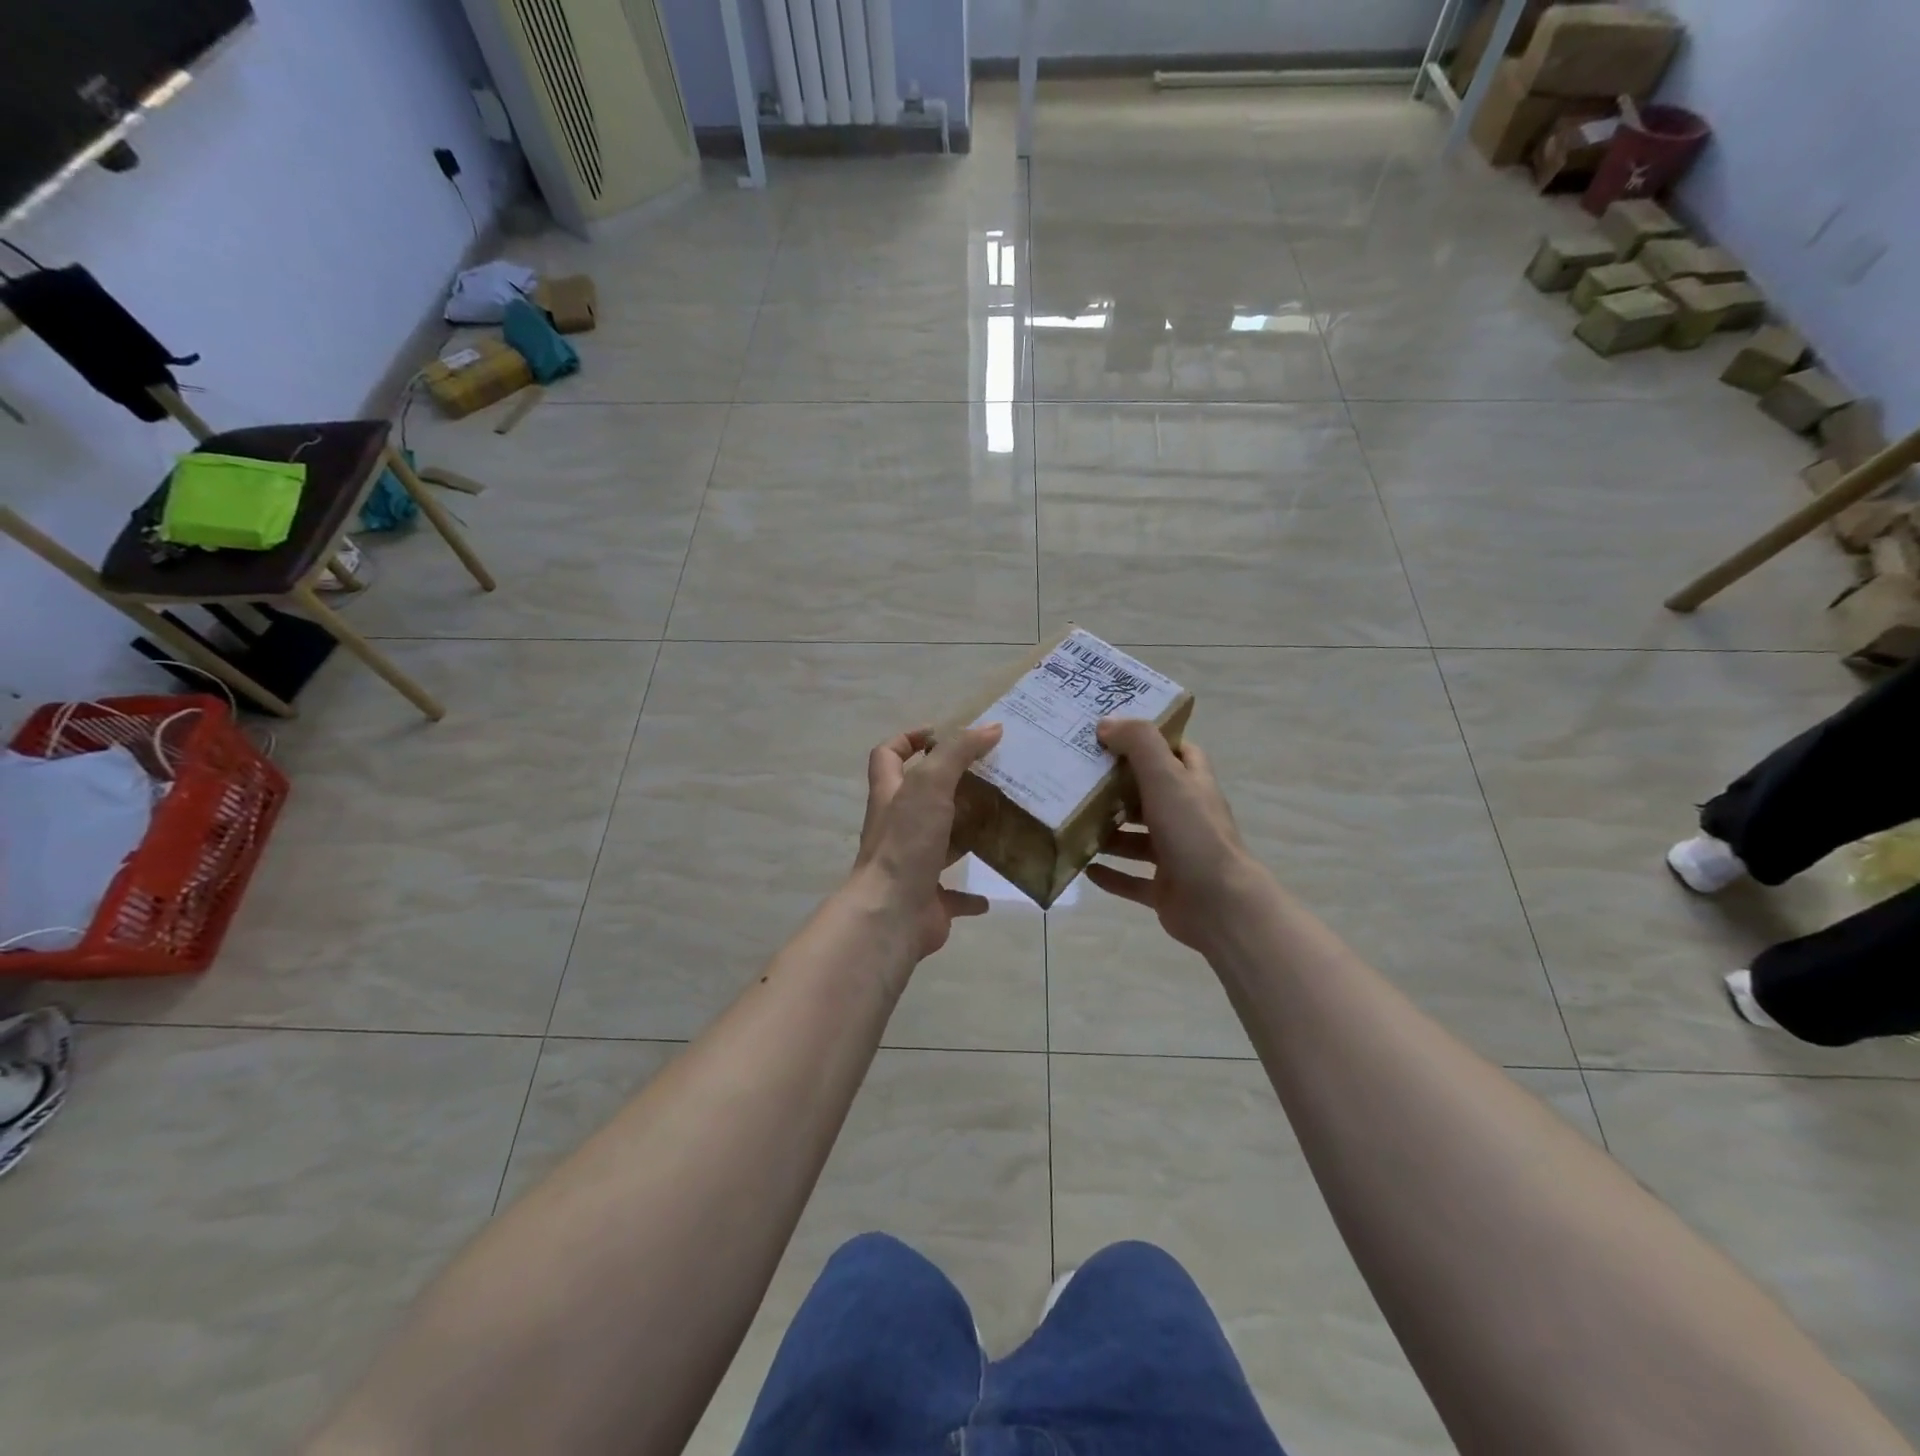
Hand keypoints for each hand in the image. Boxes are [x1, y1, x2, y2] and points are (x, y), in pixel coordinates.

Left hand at [848, 724, 1003, 962]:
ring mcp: (912, 865)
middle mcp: (897, 828)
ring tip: (999, 823)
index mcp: (891, 796)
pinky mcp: (929, 899)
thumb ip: (958, 753)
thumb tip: (991, 727)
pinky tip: (992, 893)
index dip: (907, 740)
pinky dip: (971, 895)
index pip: (887, 756)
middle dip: (950, 787)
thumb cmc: (906, 843)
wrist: (891, 914)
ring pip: (939, 843)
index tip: (940, 734)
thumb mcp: (930, 785)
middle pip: (919, 799)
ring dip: (964, 835)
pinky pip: (953, 895)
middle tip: (988, 777)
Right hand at [1085, 718, 1268, 954]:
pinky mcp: (1164, 889)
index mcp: (1193, 787)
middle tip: (1079, 777)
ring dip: (1109, 833)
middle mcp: (1187, 818)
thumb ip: (1139, 744)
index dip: (1152, 741)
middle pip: (1150, 796)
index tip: (1114, 734)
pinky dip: (1110, 875)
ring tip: (1073, 822)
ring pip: (1137, 839)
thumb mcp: (1166, 777)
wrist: (1219, 905)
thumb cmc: (1193, 833)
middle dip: (1118, 788)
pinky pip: (1131, 880)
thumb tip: (1107, 723)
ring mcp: (1176, 856)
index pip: (1178, 753)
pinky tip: (1084, 868)